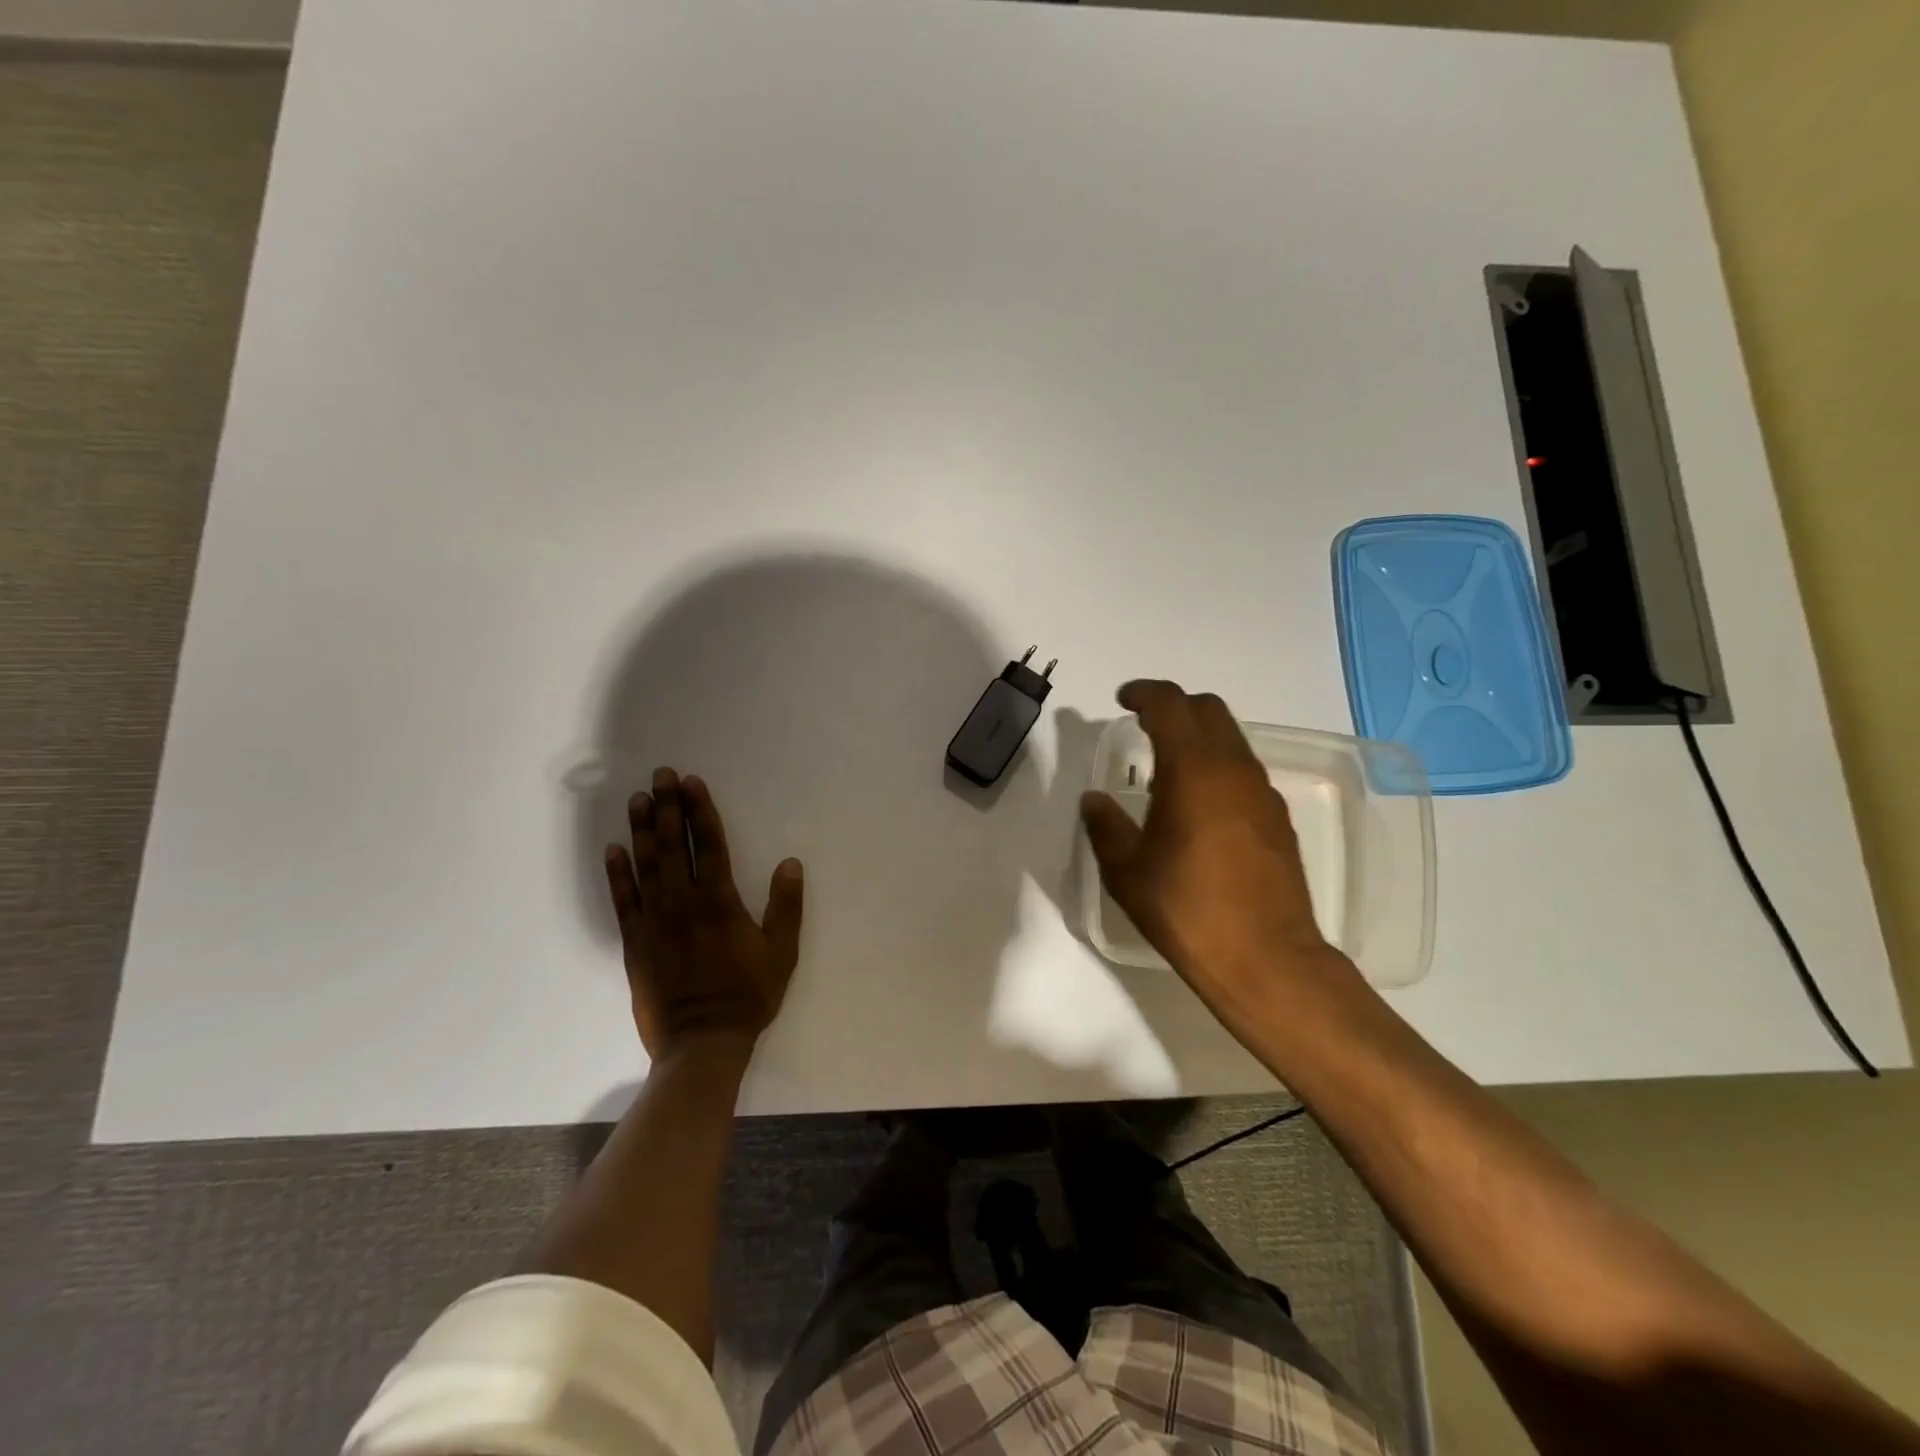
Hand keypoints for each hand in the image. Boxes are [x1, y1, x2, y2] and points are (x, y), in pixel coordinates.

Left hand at [603, 768, 804, 1058]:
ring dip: (642, 830)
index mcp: (719, 901)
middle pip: (673, 845)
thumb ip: (786, 906)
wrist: (702, 1041)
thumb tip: (791, 863)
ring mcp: (654, 921)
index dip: (700, 810)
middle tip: (661, 776)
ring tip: (638, 800)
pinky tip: (613, 850)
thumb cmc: (748, 994)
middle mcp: (683, 902)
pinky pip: (623, 901)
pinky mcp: (634, 942)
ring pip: (645, 865)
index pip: (709, 844)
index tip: (692, 783)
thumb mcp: (781, 952)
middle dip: (667, 808)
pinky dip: (617, 874)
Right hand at [1080, 681, 1339, 1005]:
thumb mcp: (1127, 871)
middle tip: (1142, 724)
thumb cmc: (1186, 910)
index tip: (1122, 700)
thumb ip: (1106, 827)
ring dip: (1198, 737)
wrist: (1266, 959)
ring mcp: (1263, 793)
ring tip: (1166, 768)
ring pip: (1231, 739)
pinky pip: (1244, 771)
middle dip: (1174, 705)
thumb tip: (1094, 801)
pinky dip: (1217, 766)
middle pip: (1208, 710)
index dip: (1143, 693)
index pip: (1170, 704)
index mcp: (1192, 770)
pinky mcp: (1278, 819)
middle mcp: (1234, 769)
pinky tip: (1198, 805)